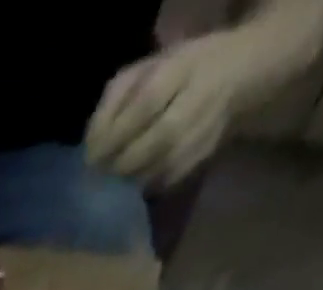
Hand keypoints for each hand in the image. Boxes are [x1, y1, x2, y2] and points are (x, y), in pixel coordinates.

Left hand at [86, 35, 255, 185]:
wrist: (233, 73)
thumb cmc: (173, 74)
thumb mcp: (140, 74)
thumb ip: (111, 104)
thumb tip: (90, 147)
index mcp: (182, 68)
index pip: (146, 105)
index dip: (114, 137)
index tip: (90, 159)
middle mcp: (201, 97)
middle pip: (158, 140)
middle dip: (122, 164)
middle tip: (99, 177)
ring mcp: (208, 127)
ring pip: (164, 166)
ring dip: (131, 181)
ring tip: (111, 185)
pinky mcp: (205, 155)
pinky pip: (169, 180)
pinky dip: (144, 188)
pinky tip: (130, 189)